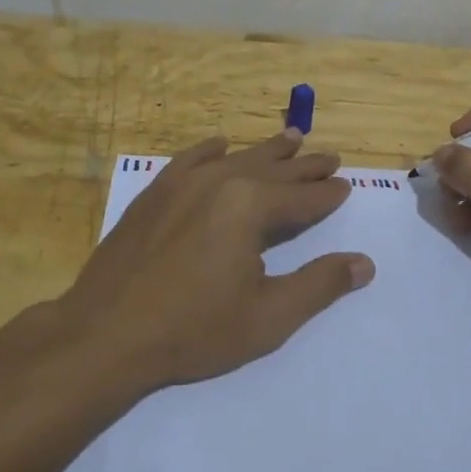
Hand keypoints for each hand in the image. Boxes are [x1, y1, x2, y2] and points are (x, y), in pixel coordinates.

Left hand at [61, 129, 375, 388]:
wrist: (107, 334)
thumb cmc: (194, 329)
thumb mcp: (269, 316)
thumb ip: (319, 285)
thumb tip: (364, 263)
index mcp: (249, 207)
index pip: (302, 197)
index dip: (326, 194)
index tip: (345, 185)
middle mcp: (219, 182)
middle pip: (273, 169)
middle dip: (304, 165)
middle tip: (329, 156)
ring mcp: (181, 183)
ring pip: (235, 158)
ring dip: (266, 150)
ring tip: (291, 137)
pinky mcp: (153, 194)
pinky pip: (188, 159)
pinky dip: (209, 149)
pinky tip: (220, 143)